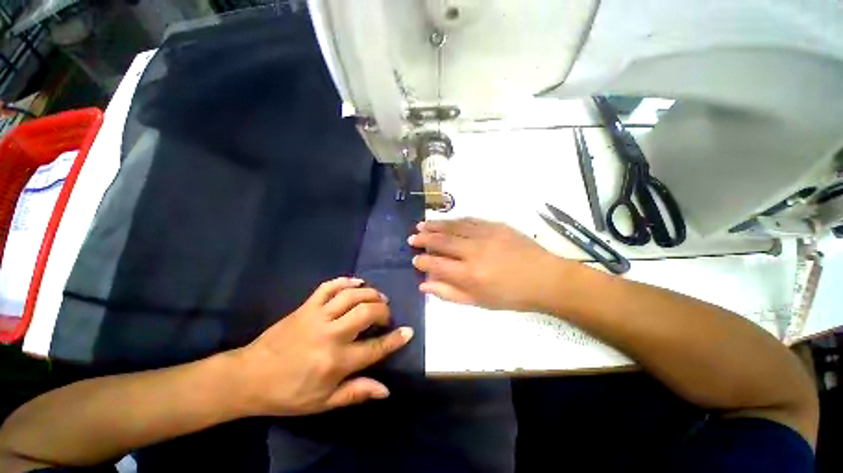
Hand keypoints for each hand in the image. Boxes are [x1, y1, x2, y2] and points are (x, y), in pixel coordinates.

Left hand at [230, 277, 412, 415]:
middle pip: (366, 312)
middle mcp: (330, 334)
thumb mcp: (323, 402)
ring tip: (378, 297)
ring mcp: (317, 316)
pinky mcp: (306, 306)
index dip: (395, 339)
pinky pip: (329, 286)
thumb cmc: (289, 393)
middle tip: (387, 315)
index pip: (375, 348)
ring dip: (370, 293)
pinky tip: (357, 282)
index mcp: (336, 361)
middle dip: (383, 310)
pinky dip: (346, 281)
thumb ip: (356, 393)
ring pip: (351, 295)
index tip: (408, 331)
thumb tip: (386, 390)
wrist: (250, 376)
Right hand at [409, 218, 572, 311]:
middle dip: (424, 239)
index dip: (422, 261)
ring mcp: (485, 235)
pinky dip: (455, 220)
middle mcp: (473, 251)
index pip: (436, 264)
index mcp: (469, 274)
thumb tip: (424, 285)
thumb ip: (449, 293)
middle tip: (412, 237)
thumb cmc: (511, 296)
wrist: (545, 278)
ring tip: (422, 225)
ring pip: (453, 227)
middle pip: (442, 241)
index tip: (414, 259)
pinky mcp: (496, 225)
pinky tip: (447, 221)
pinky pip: (470, 220)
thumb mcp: (479, 302)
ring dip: (436, 225)